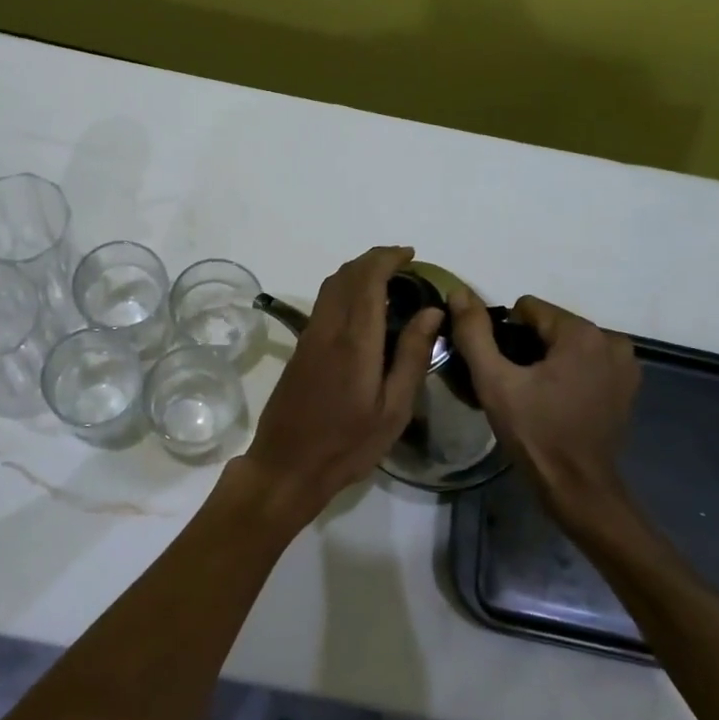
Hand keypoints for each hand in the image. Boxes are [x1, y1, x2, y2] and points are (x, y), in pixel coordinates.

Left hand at [230, 246, 442, 532]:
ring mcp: (309, 337)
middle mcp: (327, 328)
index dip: (387, 259)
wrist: (287, 465)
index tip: (410, 254)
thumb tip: (431, 311)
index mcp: (354, 340)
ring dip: (357, 272)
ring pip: (331, 287)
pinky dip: (345, 290)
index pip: (367, 279)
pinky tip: (363, 308)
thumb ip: (411, 355)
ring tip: (387, 280)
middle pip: (346, 275)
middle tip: (402, 264)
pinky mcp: (300, 348)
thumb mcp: (393, 408)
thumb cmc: (347, 443)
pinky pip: (324, 303)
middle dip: (373, 260)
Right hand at [448, 289, 640, 529]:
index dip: (506, 336)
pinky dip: (570, 372)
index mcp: (581, 333)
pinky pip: (587, 361)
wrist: (577, 488)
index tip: (503, 369)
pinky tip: (558, 401)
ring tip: (535, 395)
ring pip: (568, 343)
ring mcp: (625, 364)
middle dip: (528, 347)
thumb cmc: (534, 432)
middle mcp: (611, 340)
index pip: (528, 308)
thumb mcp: (493, 381)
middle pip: (550, 325)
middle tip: (516, 385)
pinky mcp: (628, 385)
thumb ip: (474, 333)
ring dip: (549, 359)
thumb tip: (459, 292)